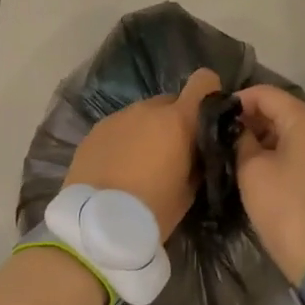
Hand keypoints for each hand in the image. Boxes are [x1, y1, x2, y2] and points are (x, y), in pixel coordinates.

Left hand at [64, 68, 222, 239]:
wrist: (96, 223)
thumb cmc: (153, 209)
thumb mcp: (189, 190)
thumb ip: (197, 159)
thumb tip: (198, 149)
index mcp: (178, 120)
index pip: (204, 81)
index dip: (208, 93)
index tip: (206, 116)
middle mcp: (148, 109)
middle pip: (171, 102)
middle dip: (175, 121)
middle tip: (172, 152)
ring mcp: (118, 116)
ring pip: (143, 114)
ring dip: (148, 130)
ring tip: (142, 163)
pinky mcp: (95, 129)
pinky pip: (120, 127)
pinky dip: (125, 140)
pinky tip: (119, 167)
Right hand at [234, 85, 304, 284]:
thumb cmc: (285, 206)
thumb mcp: (252, 170)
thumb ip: (241, 141)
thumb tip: (239, 129)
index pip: (266, 94)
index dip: (237, 100)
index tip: (214, 116)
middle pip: (282, 109)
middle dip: (252, 119)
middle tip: (223, 136)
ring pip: (292, 130)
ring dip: (266, 137)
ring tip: (237, 152)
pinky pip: (302, 149)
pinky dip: (281, 151)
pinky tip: (260, 167)